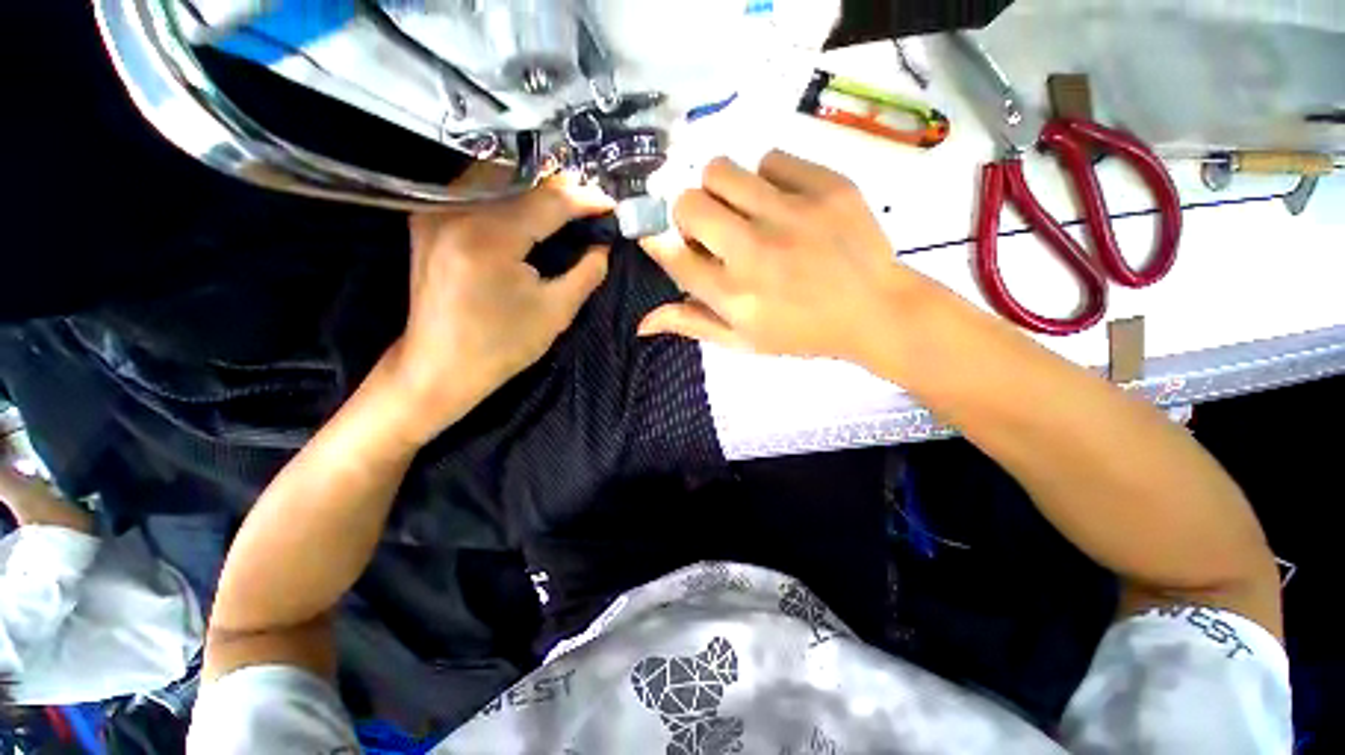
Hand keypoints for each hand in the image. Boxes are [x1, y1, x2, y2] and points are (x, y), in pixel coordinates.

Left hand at [388, 178, 613, 443]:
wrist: (440, 368)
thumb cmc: (501, 346)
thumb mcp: (556, 312)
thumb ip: (586, 273)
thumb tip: (603, 246)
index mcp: (489, 238)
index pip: (547, 202)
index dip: (583, 199)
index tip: (610, 204)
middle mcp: (455, 212)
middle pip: (520, 180)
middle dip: (560, 188)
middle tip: (590, 203)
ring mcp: (435, 213)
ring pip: (495, 179)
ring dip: (533, 188)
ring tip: (566, 205)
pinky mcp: (427, 221)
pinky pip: (474, 193)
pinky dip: (506, 196)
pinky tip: (527, 210)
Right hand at [639, 151, 929, 363]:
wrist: (875, 311)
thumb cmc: (802, 332)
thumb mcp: (743, 341)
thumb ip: (693, 324)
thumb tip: (642, 322)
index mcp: (734, 295)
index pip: (672, 254)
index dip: (659, 242)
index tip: (664, 239)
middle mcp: (754, 251)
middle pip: (688, 203)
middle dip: (688, 215)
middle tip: (711, 229)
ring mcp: (791, 214)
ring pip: (721, 169)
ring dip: (720, 190)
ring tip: (743, 210)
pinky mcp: (825, 186)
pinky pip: (772, 159)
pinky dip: (768, 179)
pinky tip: (783, 203)